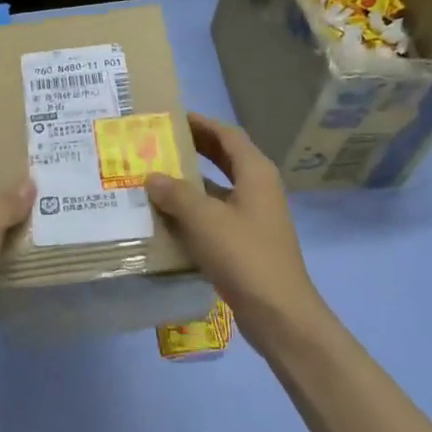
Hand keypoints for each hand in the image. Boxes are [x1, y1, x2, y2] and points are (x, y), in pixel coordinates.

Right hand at [146, 113, 327, 341]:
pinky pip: (215, 216)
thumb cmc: (244, 256)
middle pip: (223, 159)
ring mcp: (253, 217)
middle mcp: (258, 189)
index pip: (226, 135)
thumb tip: (152, 176)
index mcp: (255, 173)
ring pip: (217, 190)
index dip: (200, 123)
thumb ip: (176, 194)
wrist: (279, 314)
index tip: (171, 117)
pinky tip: (165, 219)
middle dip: (193, 149)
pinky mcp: (245, 243)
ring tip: (153, 178)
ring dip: (190, 183)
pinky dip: (193, 212)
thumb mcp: (204, 219)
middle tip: (158, 143)